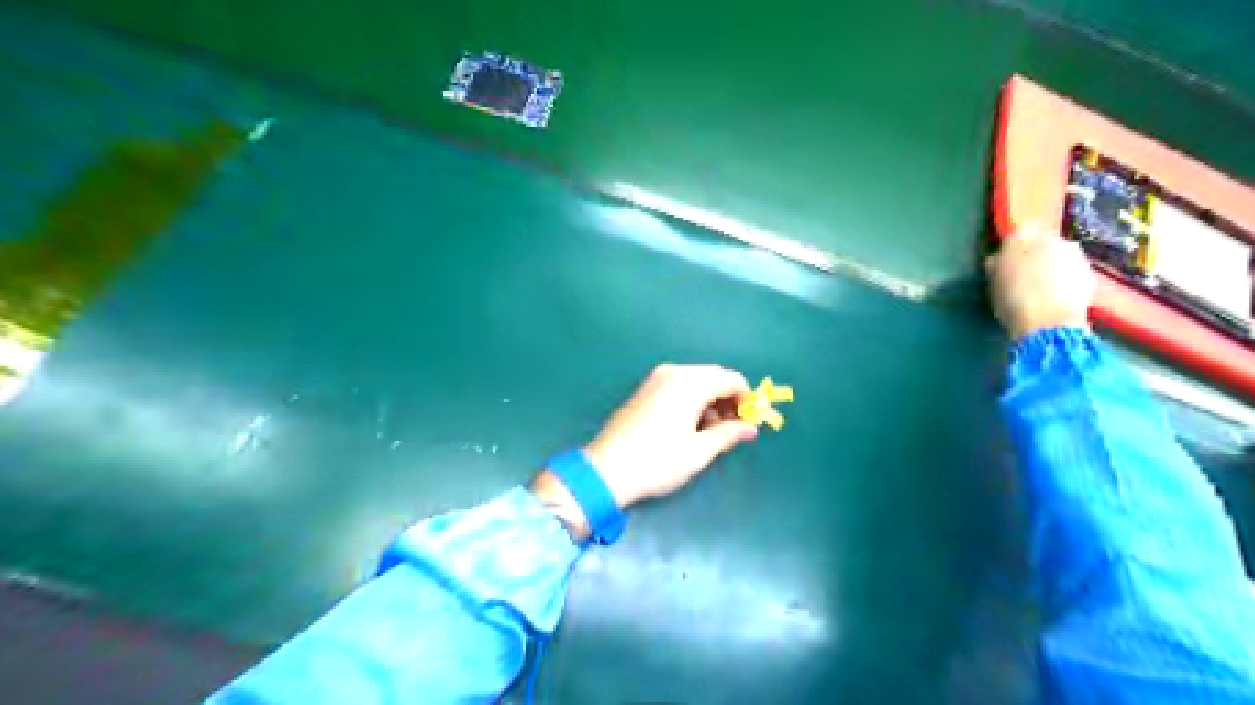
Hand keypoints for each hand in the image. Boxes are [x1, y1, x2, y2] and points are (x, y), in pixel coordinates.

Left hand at [526, 362, 753, 539]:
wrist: (605, 470)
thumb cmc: (657, 462)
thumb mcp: (698, 451)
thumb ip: (728, 434)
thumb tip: (751, 428)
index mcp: (689, 382)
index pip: (731, 379)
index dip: (747, 399)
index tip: (752, 423)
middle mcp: (672, 372)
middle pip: (713, 377)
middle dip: (729, 400)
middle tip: (734, 430)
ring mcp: (655, 379)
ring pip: (696, 382)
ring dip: (711, 402)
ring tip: (712, 434)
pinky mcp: (645, 391)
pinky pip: (678, 388)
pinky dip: (692, 402)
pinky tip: (690, 427)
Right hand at [985, 222, 1094, 335]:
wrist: (1050, 323)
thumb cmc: (1011, 302)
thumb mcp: (992, 285)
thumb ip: (996, 266)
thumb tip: (998, 259)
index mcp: (1020, 238)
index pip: (1014, 234)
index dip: (1010, 248)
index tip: (1005, 263)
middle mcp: (1050, 237)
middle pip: (1040, 242)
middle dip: (1033, 254)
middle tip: (1024, 275)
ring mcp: (1073, 253)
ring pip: (1058, 254)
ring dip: (1051, 265)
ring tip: (1042, 287)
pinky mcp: (1088, 269)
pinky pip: (1071, 269)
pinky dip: (1064, 277)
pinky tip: (1056, 294)